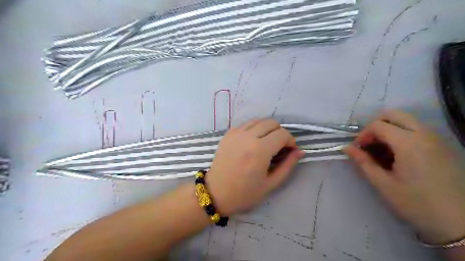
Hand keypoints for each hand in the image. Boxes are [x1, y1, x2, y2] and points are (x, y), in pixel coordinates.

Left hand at [206, 118, 305, 215]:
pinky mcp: (228, 133)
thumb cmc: (245, 193)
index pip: (282, 134)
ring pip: (259, 120)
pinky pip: (247, 124)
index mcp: (260, 150)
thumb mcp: (271, 184)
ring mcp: (236, 133)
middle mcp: (248, 136)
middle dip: (280, 133)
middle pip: (272, 122)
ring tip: (266, 144)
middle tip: (278, 147)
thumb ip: (288, 165)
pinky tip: (253, 142)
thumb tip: (300, 151)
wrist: (216, 193)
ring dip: (267, 129)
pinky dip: (254, 129)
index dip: (290, 141)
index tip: (289, 151)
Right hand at [343, 109, 464, 243]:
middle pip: (394, 115)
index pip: (378, 125)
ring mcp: (436, 139)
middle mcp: (425, 134)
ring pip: (406, 121)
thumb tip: (346, 148)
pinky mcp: (442, 146)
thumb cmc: (416, 204)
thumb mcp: (383, 184)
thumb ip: (363, 162)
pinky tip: (398, 155)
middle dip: (376, 126)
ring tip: (382, 151)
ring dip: (389, 130)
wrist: (459, 224)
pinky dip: (402, 135)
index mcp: (409, 143)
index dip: (363, 135)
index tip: (358, 150)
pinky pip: (417, 130)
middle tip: (369, 144)